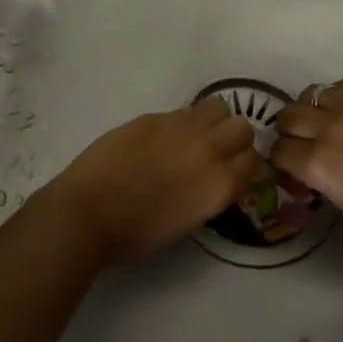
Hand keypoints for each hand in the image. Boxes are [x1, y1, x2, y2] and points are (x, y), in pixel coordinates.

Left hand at [41, 99, 259, 265]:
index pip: (253, 161)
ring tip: (193, 136)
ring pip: (218, 107)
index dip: (243, 166)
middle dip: (233, 139)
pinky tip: (162, 138)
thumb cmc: (136, 233)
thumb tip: (212, 176)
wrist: (89, 212)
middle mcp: (209, 150)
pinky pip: (183, 111)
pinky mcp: (153, 116)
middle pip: (242, 128)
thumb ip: (209, 192)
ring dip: (213, 121)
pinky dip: (182, 122)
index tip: (231, 172)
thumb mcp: (188, 221)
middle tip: (214, 152)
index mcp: (220, 185)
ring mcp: (181, 128)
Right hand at [272, 81, 342, 256]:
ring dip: (309, 110)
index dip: (280, 160)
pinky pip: (340, 87)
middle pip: (288, 117)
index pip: (279, 151)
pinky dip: (335, 98)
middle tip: (301, 142)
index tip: (288, 166)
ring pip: (310, 95)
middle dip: (288, 131)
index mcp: (318, 165)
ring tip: (322, 122)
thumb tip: (313, 170)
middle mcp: (328, 129)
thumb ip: (323, 182)